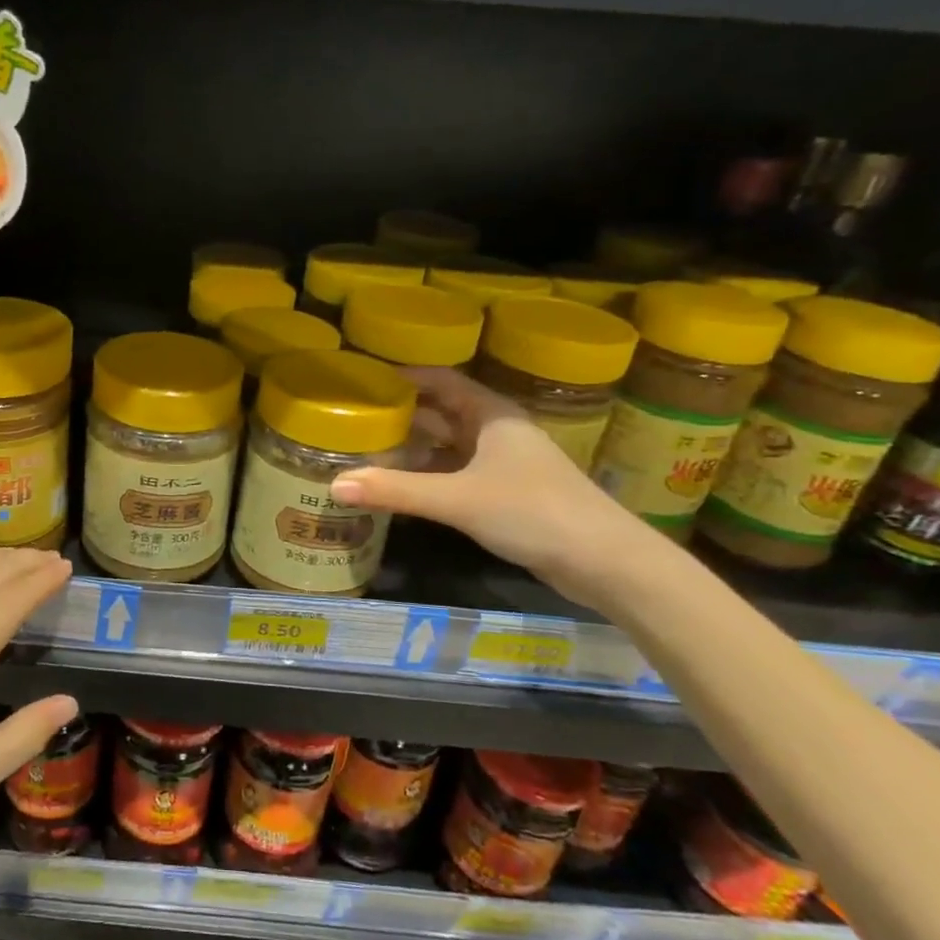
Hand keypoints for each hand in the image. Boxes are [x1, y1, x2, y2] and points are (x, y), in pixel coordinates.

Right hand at [329, 368, 643, 609]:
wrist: (605, 562)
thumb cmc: (532, 512)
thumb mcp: (457, 498)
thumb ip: (396, 490)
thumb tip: (334, 485)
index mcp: (492, 416)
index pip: (442, 381)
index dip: (405, 377)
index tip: (364, 380)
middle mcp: (498, 433)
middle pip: (442, 414)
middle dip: (402, 416)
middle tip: (354, 418)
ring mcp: (504, 466)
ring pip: (449, 447)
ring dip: (413, 449)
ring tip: (367, 451)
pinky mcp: (507, 495)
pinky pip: (457, 475)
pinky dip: (428, 477)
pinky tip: (401, 488)